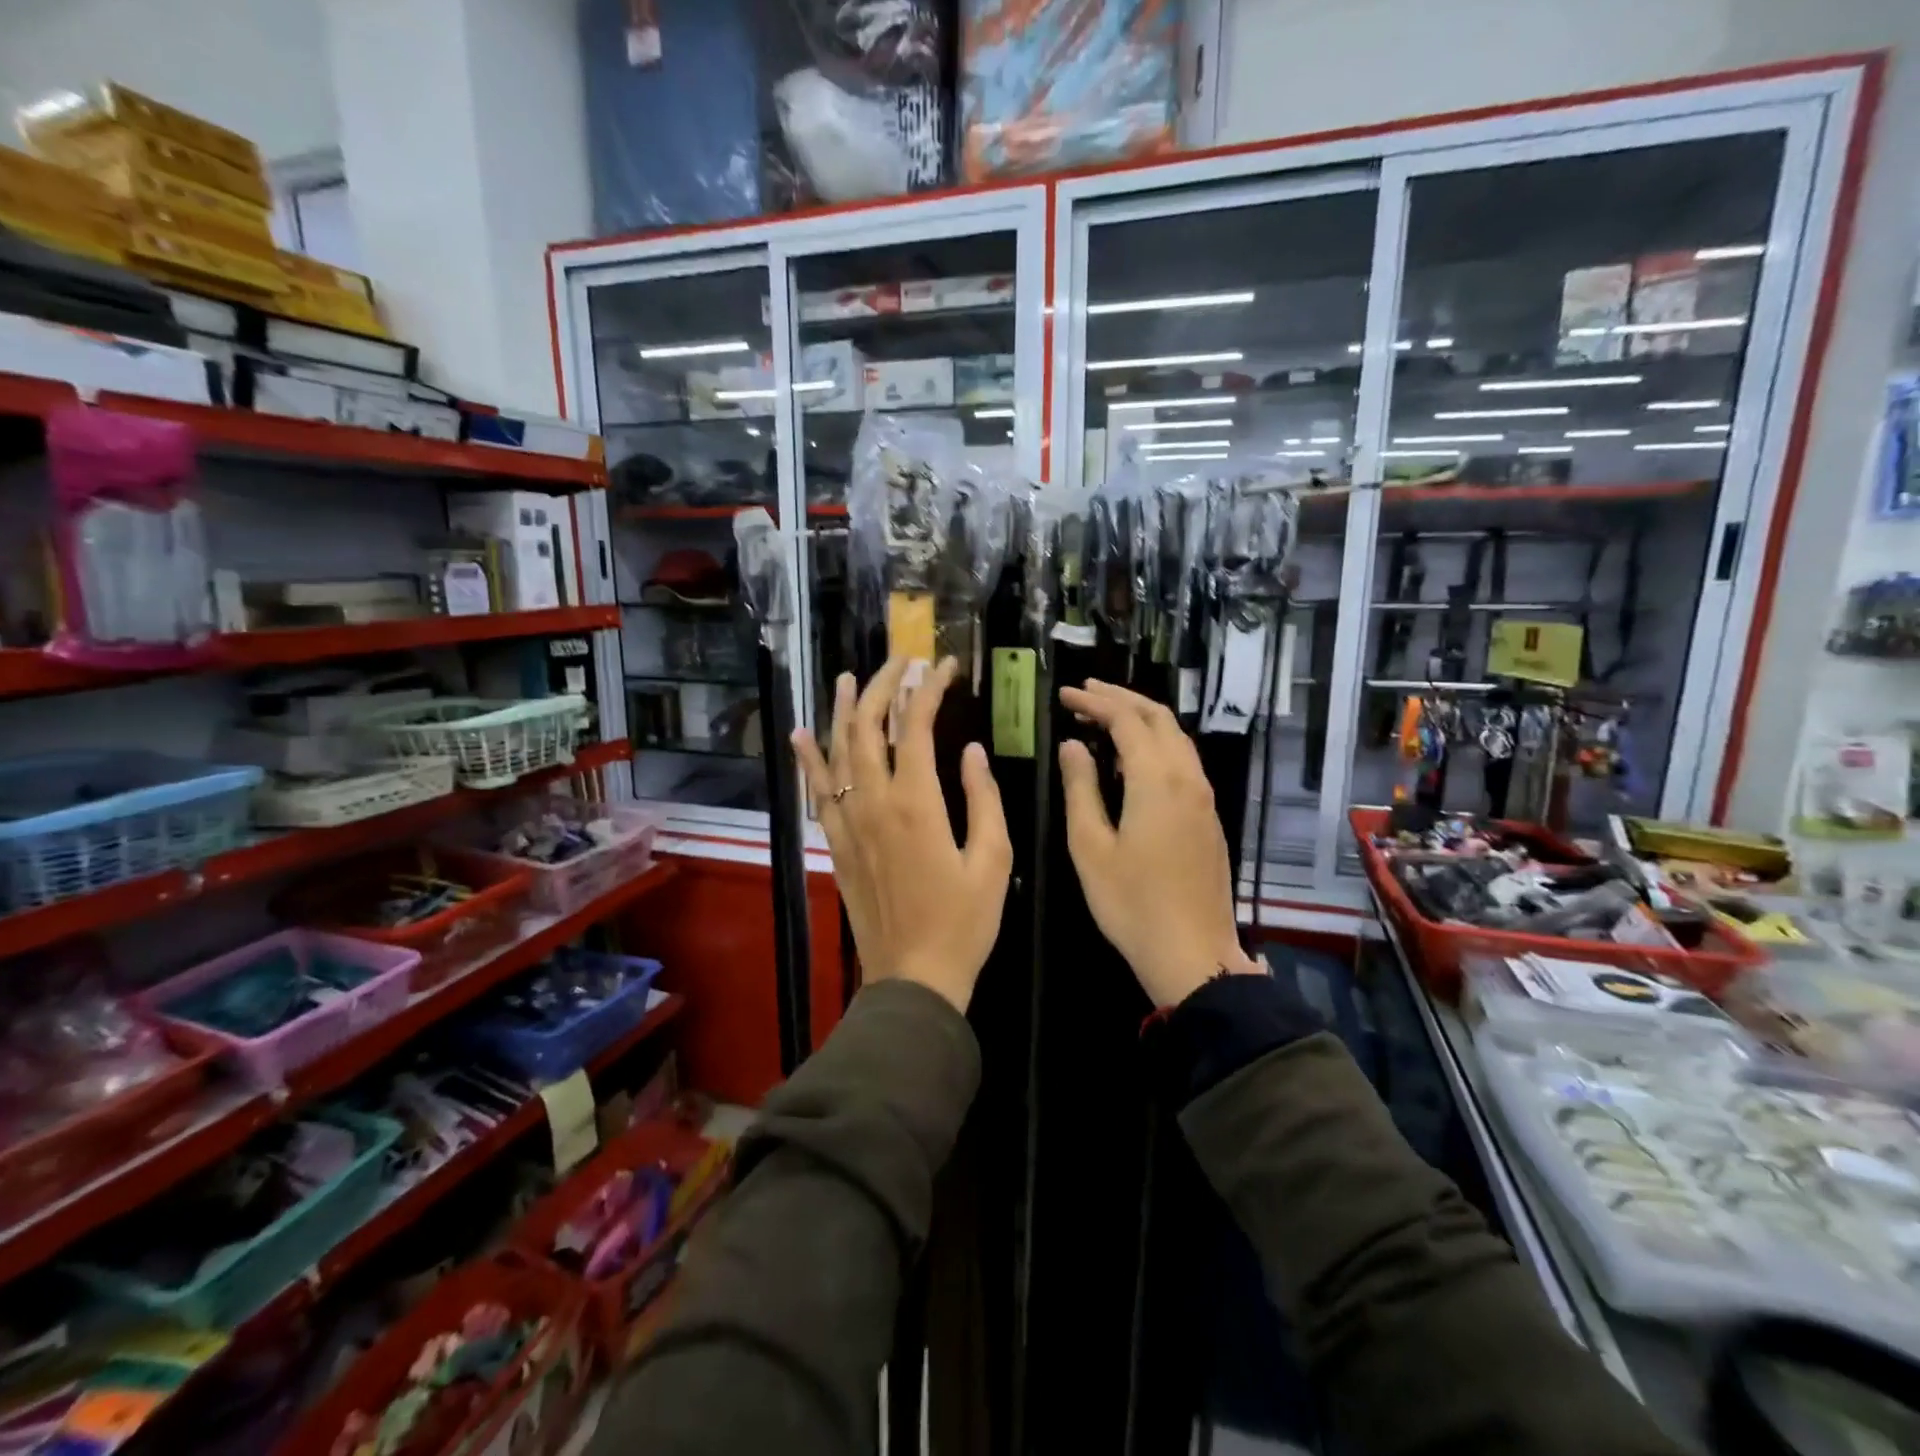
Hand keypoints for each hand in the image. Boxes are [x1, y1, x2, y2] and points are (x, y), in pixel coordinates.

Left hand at [792, 656, 1012, 1013]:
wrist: (914, 977)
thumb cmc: (964, 922)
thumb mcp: (993, 859)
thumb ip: (983, 798)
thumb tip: (970, 751)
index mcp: (917, 803)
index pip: (915, 726)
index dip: (929, 689)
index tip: (944, 666)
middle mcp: (874, 803)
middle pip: (868, 728)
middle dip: (883, 687)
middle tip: (900, 661)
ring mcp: (849, 823)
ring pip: (837, 752)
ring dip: (844, 710)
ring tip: (849, 677)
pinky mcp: (838, 844)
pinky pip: (818, 792)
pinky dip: (809, 760)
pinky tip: (801, 734)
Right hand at [1058, 679, 1263, 1006]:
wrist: (1194, 954)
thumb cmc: (1131, 903)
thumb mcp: (1091, 846)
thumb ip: (1081, 789)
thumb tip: (1073, 745)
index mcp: (1156, 780)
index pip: (1126, 720)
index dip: (1094, 702)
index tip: (1064, 695)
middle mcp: (1187, 778)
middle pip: (1158, 718)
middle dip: (1121, 698)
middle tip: (1084, 693)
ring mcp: (1204, 797)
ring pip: (1176, 737)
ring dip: (1141, 718)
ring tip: (1105, 717)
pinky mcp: (1209, 816)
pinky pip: (1184, 761)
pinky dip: (1156, 743)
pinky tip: (1134, 758)